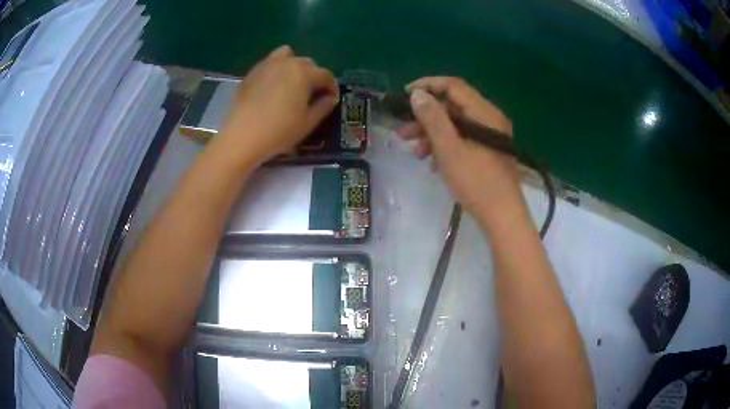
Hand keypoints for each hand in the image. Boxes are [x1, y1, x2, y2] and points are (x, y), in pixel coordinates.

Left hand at [219, 45, 338, 166]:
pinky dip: (276, 70)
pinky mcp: (252, 72)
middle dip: (314, 76)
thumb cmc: (279, 131)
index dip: (332, 87)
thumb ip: (323, 106)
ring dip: (294, 66)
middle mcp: (288, 63)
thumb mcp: (308, 123)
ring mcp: (267, 65)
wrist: (242, 136)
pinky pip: (269, 63)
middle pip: (308, 63)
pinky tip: (272, 87)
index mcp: (305, 73)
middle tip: (311, 94)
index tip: (331, 99)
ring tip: (292, 83)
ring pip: (287, 56)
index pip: (326, 75)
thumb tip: (330, 97)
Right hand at [396, 77, 521, 217]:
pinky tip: (432, 163)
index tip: (405, 95)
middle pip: (453, 107)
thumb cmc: (477, 182)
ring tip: (415, 153)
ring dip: (433, 135)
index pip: (453, 86)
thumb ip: (433, 119)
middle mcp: (489, 118)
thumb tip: (417, 94)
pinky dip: (446, 146)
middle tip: (403, 132)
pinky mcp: (488, 150)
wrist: (502, 216)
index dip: (427, 86)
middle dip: (426, 118)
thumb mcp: (450, 149)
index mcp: (484, 113)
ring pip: (456, 125)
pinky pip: (463, 139)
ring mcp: (490, 135)